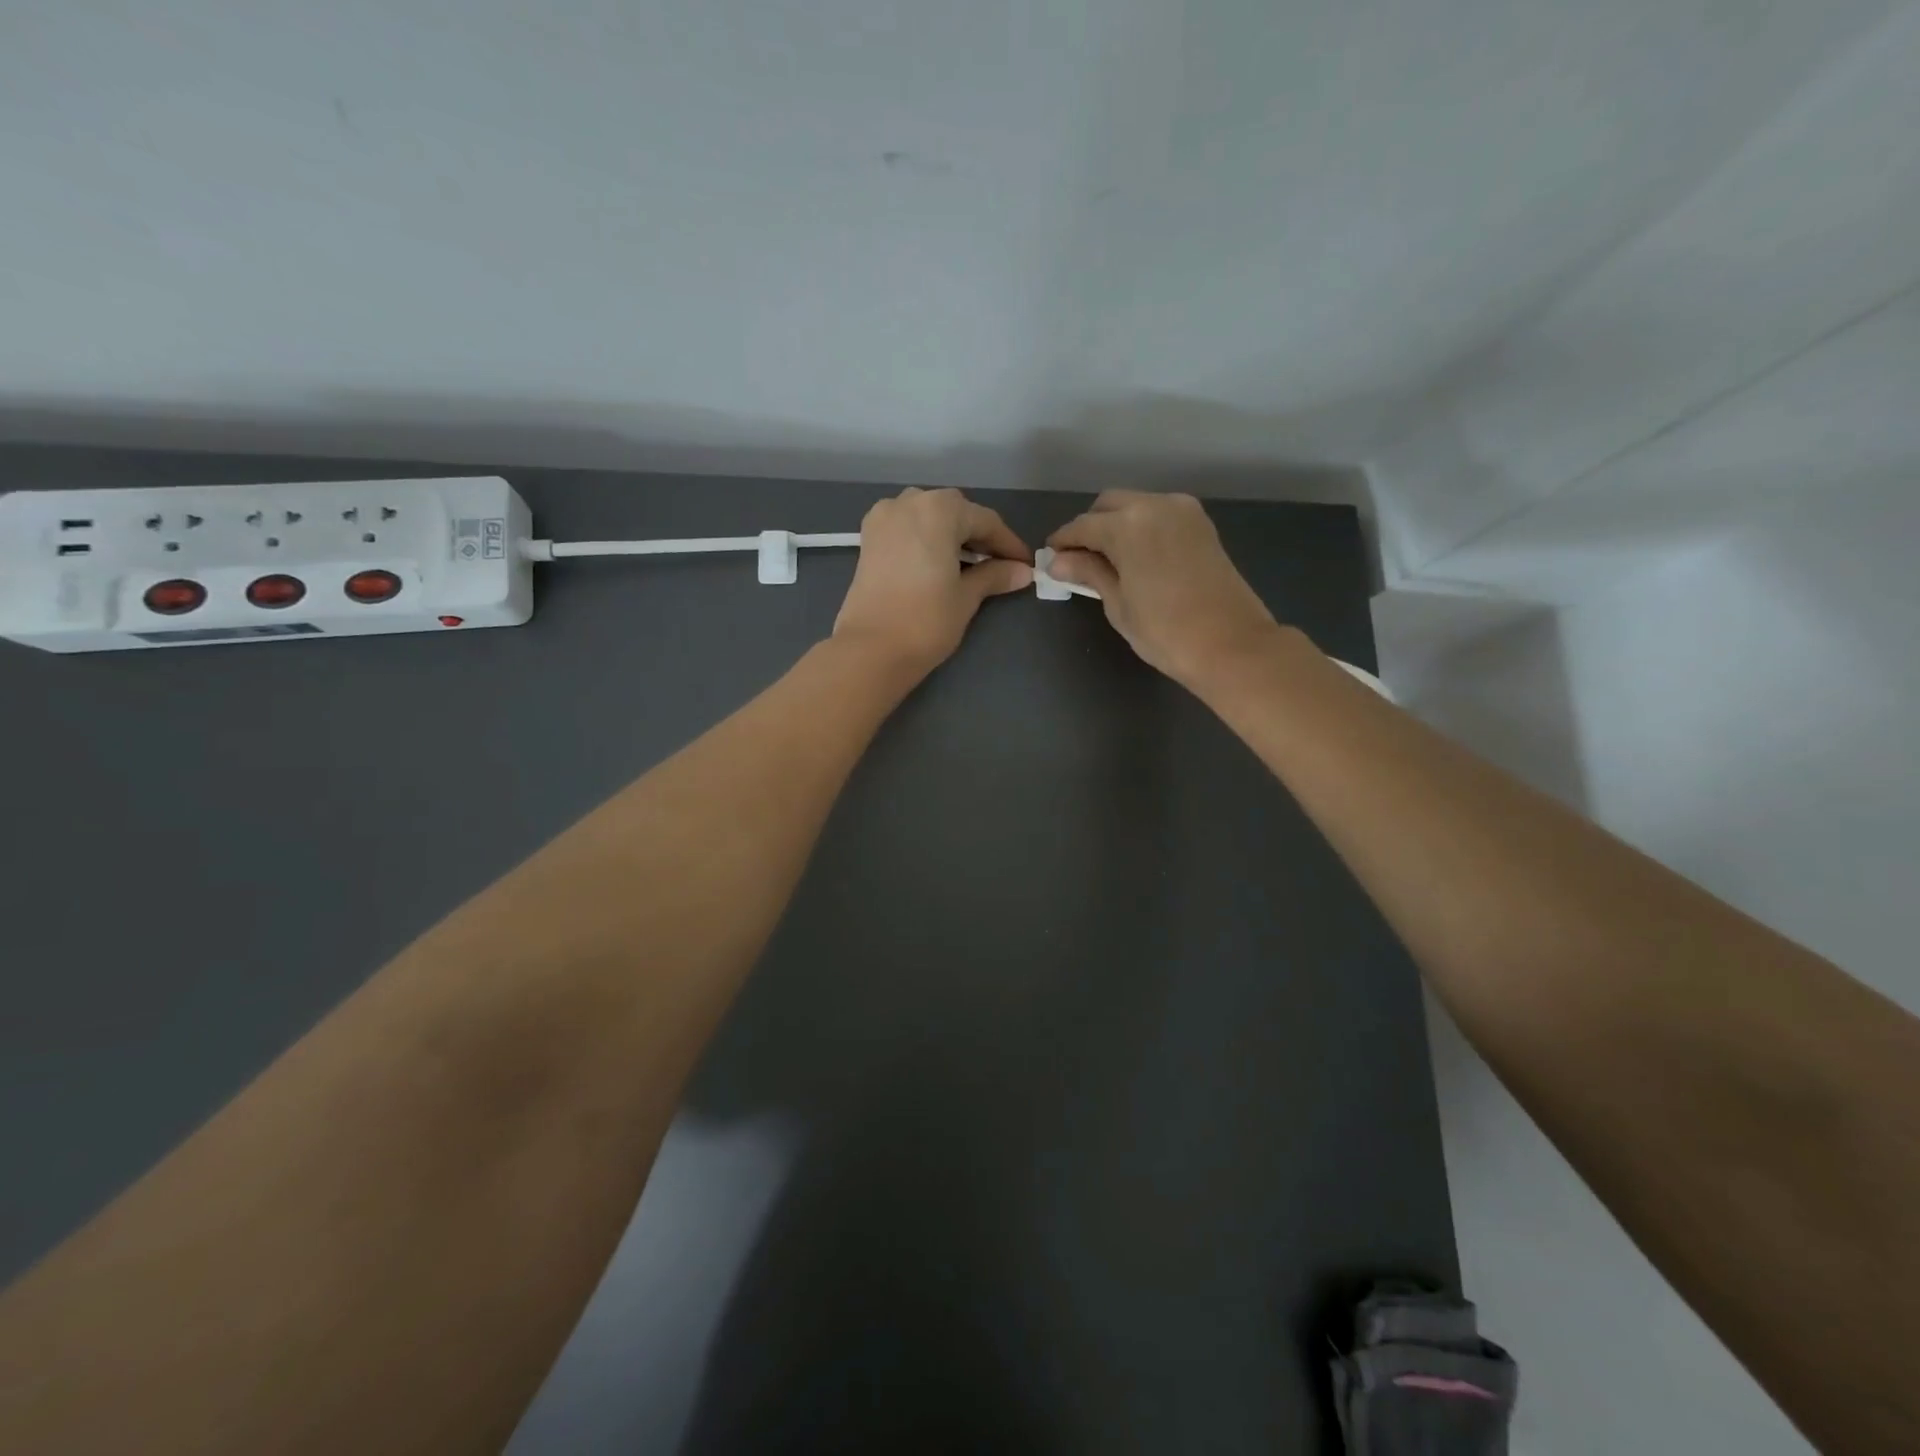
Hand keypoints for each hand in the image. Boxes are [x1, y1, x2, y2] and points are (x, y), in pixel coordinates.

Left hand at [833, 488, 1032, 677]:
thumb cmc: (926, 621)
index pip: (985, 521)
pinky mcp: (868, 537)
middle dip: (978, 536)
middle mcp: (910, 502)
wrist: (871, 649)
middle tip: (999, 564)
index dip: (1008, 544)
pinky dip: (926, 538)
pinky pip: (906, 527)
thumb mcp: (966, 597)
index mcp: (939, 509)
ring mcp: (884, 517)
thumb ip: (994, 576)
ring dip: (951, 534)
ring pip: (929, 516)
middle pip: (955, 512)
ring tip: (968, 563)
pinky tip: (937, 561)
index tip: (1025, 564)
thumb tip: (1022, 571)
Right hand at [1047, 491, 1282, 688]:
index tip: (1051, 558)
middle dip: (1090, 527)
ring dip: (1116, 525)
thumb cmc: (1164, 631)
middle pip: (1109, 505)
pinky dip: (1142, 528)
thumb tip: (1059, 561)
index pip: (1083, 526)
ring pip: (1136, 506)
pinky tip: (1136, 557)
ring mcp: (1184, 512)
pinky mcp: (1201, 525)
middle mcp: (1156, 506)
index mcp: (1129, 525)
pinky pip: (1159, 515)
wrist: (1231, 644)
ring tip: (1107, 560)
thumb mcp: (1118, 604)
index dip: (1063, 542)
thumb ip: (1089, 573)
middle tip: (1079, 560)